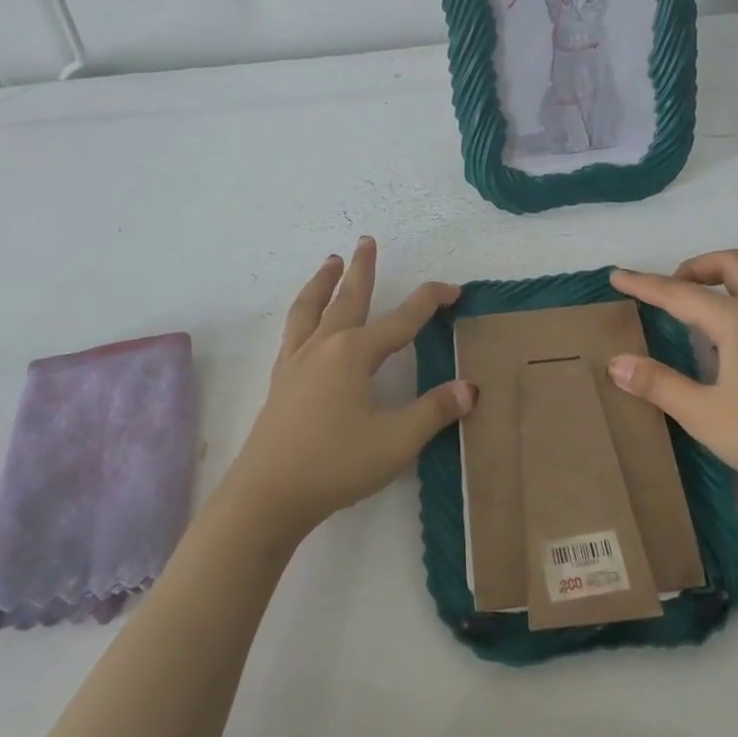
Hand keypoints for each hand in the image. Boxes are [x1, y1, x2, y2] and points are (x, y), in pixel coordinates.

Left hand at [223, 237, 474, 538]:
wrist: (267, 495)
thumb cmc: (336, 464)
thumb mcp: (396, 441)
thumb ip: (434, 411)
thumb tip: (470, 388)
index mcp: (354, 354)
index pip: (402, 320)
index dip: (429, 302)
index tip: (453, 290)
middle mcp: (323, 347)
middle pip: (347, 298)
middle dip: (362, 269)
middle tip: (366, 240)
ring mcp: (296, 363)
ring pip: (310, 309)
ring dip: (323, 282)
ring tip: (329, 262)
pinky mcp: (281, 382)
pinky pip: (293, 332)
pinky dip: (303, 313)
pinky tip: (305, 323)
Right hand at [608, 250, 737, 517]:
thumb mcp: (703, 414)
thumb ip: (658, 383)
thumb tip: (616, 363)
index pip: (679, 293)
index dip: (645, 284)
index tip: (617, 276)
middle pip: (730, 263)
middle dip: (694, 268)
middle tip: (670, 293)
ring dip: (723, 282)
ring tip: (698, 316)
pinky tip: (734, 344)